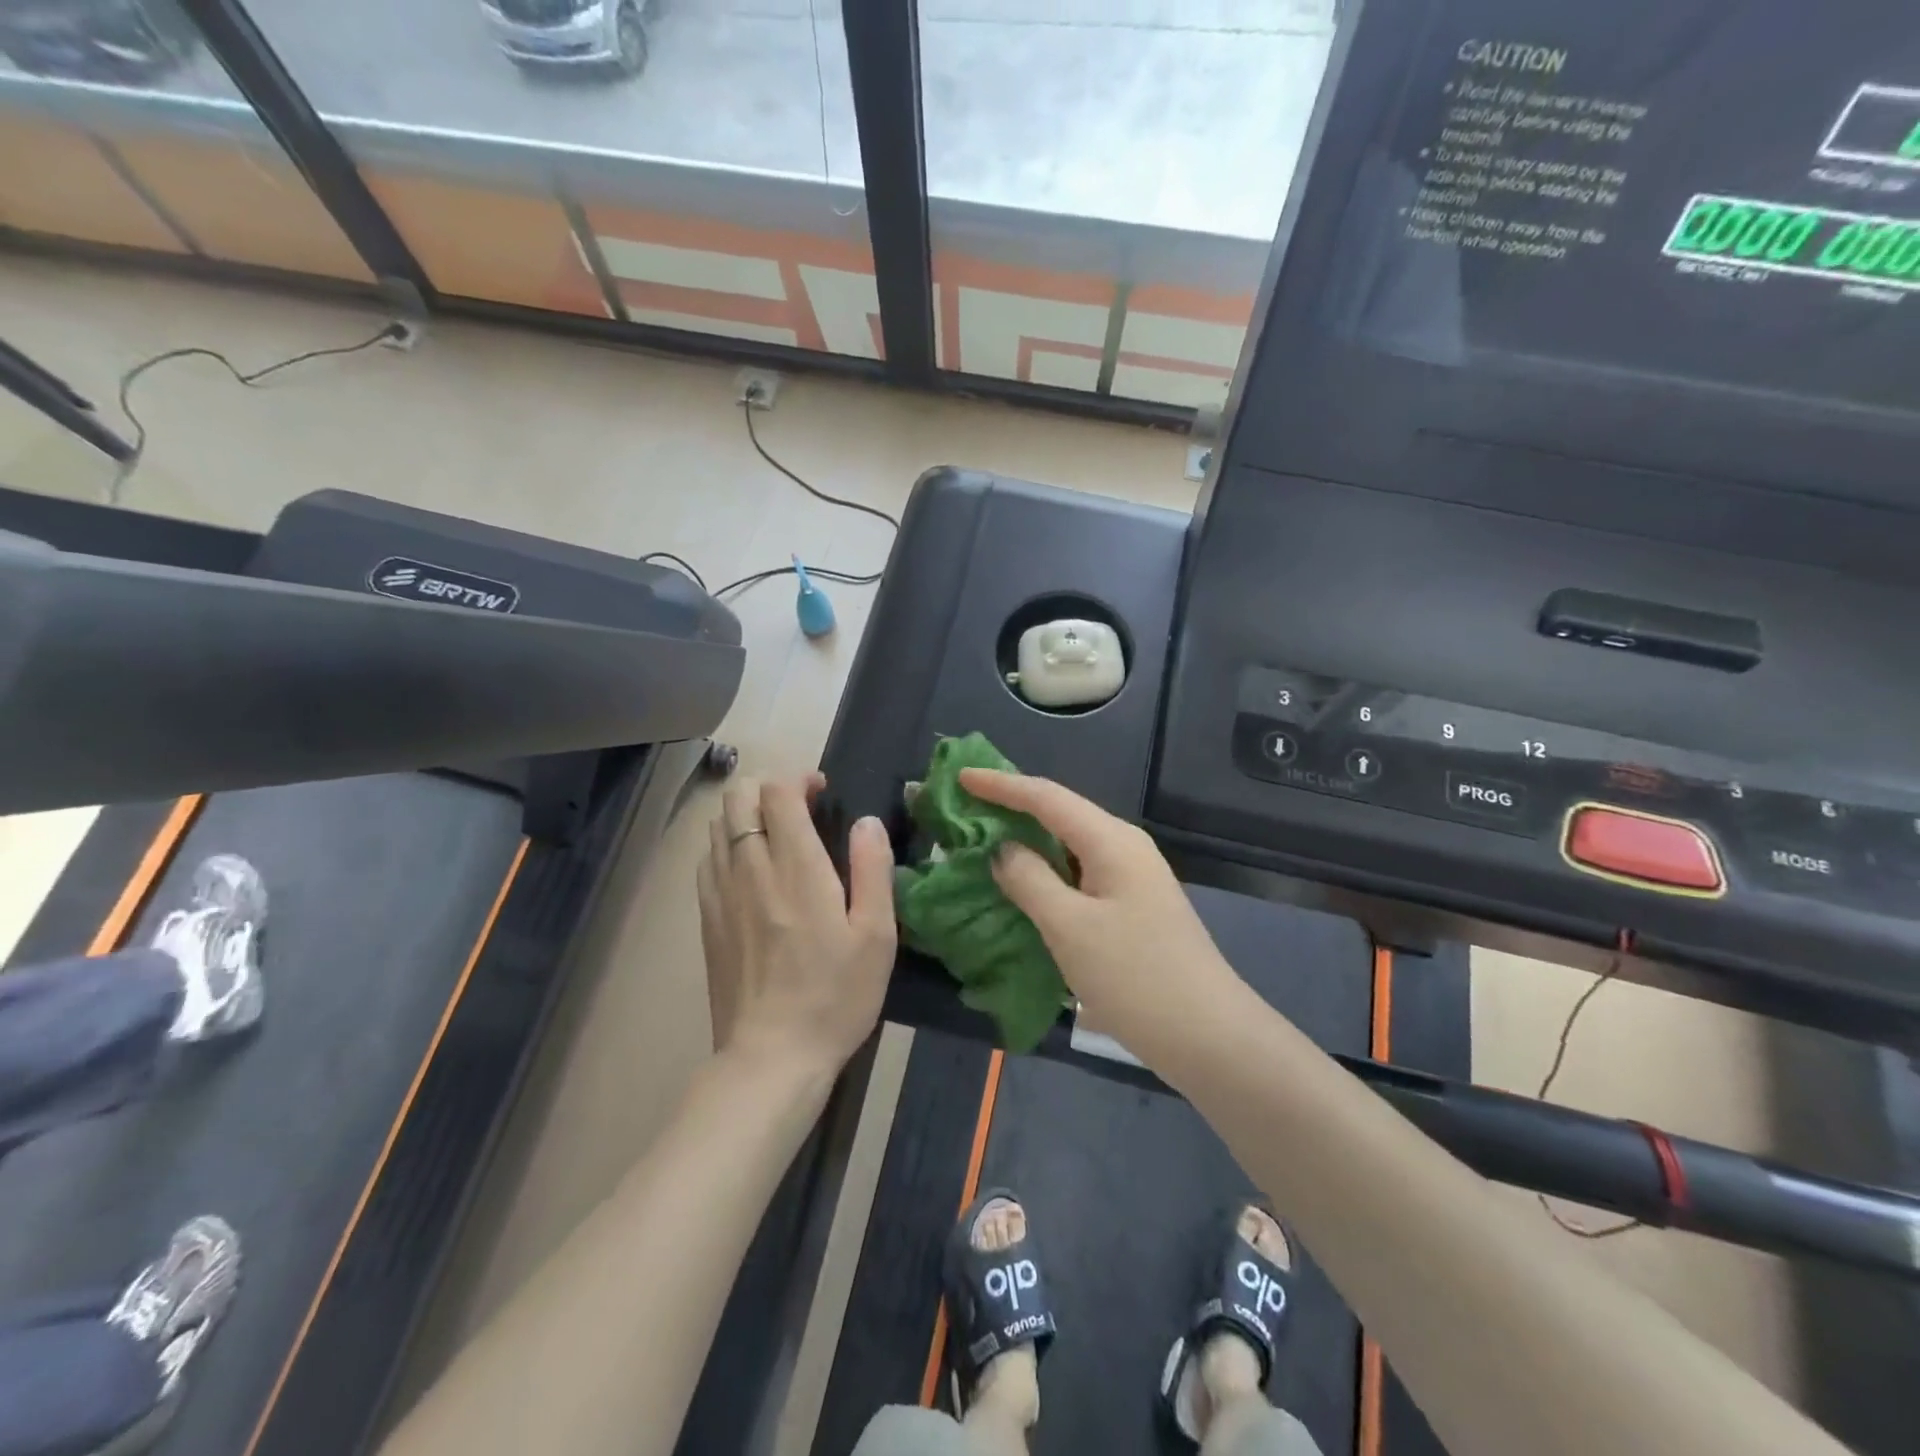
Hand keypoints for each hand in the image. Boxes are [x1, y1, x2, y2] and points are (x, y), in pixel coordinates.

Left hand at [697, 773, 896, 1072]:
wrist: (771, 1058)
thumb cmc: (835, 996)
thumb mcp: (877, 935)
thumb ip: (872, 868)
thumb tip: (866, 821)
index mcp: (797, 868)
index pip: (777, 792)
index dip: (798, 778)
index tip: (822, 791)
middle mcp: (751, 869)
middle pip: (737, 797)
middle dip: (767, 788)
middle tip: (800, 810)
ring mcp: (721, 893)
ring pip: (716, 825)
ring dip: (745, 815)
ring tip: (776, 837)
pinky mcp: (707, 919)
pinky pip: (707, 860)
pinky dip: (727, 845)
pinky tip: (750, 870)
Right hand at [960, 768, 1243, 1068]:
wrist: (1208, 1037)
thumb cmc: (1135, 976)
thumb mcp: (1069, 927)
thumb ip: (1029, 879)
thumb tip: (1003, 849)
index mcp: (1111, 841)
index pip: (1046, 796)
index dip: (1001, 785)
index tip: (960, 777)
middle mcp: (1124, 848)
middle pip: (1060, 814)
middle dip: (1012, 809)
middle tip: (965, 811)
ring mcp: (1132, 879)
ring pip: (1068, 847)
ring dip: (1027, 844)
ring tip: (984, 845)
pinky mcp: (1132, 908)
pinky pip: (1078, 876)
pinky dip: (1045, 875)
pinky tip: (1022, 889)